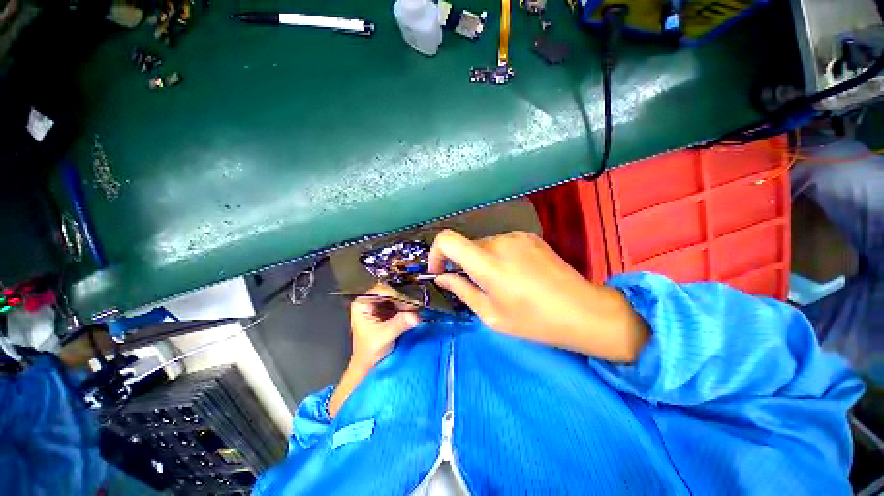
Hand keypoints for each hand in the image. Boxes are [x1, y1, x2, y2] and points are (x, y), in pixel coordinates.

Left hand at [328, 284, 419, 418]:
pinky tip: (415, 311)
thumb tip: (416, 315)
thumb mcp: (383, 338)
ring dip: (408, 303)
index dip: (396, 295)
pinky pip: (401, 303)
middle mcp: (371, 300)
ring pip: (398, 296)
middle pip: (391, 291)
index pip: (381, 290)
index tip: (410, 303)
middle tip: (416, 307)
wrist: (370, 365)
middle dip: (404, 299)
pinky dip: (409, 307)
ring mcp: (380, 304)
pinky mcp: (389, 309)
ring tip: (417, 309)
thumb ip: (398, 324)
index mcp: (362, 303)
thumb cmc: (369, 352)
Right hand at [429, 230, 648, 361]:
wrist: (582, 310)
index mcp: (486, 262)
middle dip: (463, 264)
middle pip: (467, 245)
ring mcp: (516, 236)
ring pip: (485, 245)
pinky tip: (516, 274)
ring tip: (501, 283)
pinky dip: (498, 256)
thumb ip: (462, 290)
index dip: (436, 253)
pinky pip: (502, 243)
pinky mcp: (529, 236)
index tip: (441, 271)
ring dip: (482, 260)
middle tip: (476, 286)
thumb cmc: (533, 320)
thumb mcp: (491, 314)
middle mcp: (499, 241)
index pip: (447, 239)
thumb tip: (442, 278)